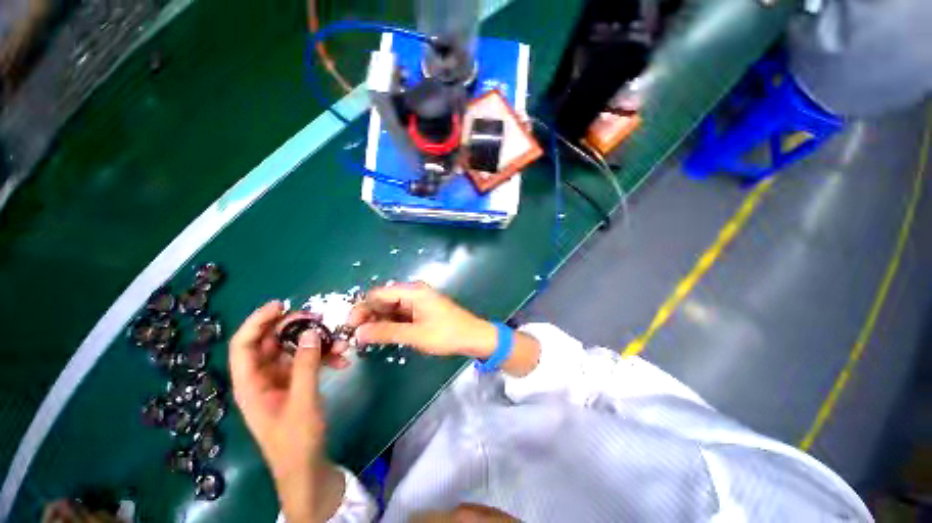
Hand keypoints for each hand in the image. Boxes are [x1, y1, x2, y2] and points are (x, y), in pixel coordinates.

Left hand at [229, 301, 343, 521]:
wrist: (307, 465)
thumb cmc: (296, 438)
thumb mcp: (302, 400)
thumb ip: (305, 364)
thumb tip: (311, 332)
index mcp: (251, 383)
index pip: (244, 344)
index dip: (258, 321)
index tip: (282, 305)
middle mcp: (262, 377)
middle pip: (272, 342)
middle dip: (296, 328)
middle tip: (319, 319)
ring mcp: (280, 380)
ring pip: (294, 350)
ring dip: (317, 343)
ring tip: (340, 343)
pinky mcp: (296, 383)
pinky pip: (307, 361)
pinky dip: (323, 357)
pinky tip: (342, 361)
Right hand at [349, 283, 497, 358]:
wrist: (472, 336)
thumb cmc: (446, 334)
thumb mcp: (415, 334)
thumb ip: (386, 332)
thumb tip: (358, 333)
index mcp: (412, 291)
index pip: (378, 294)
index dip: (361, 309)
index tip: (349, 327)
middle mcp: (413, 292)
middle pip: (383, 300)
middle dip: (368, 316)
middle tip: (355, 337)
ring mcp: (417, 301)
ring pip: (390, 308)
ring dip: (378, 321)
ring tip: (365, 339)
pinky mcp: (421, 310)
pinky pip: (399, 314)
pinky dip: (389, 324)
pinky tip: (381, 335)